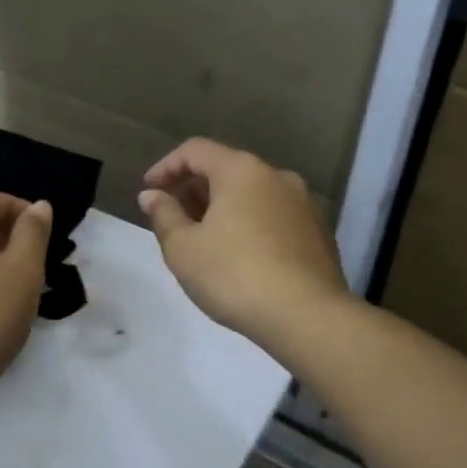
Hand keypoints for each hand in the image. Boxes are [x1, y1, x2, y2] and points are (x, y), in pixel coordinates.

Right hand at [140, 138, 349, 349]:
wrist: (307, 317)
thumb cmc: (234, 275)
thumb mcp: (183, 248)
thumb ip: (163, 215)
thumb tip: (152, 195)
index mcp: (242, 171)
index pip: (195, 150)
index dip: (166, 167)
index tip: (148, 191)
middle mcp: (277, 176)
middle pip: (227, 169)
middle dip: (194, 189)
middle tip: (173, 218)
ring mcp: (303, 204)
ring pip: (253, 194)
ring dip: (223, 208)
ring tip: (204, 239)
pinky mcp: (318, 232)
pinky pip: (273, 216)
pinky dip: (249, 224)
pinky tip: (239, 256)